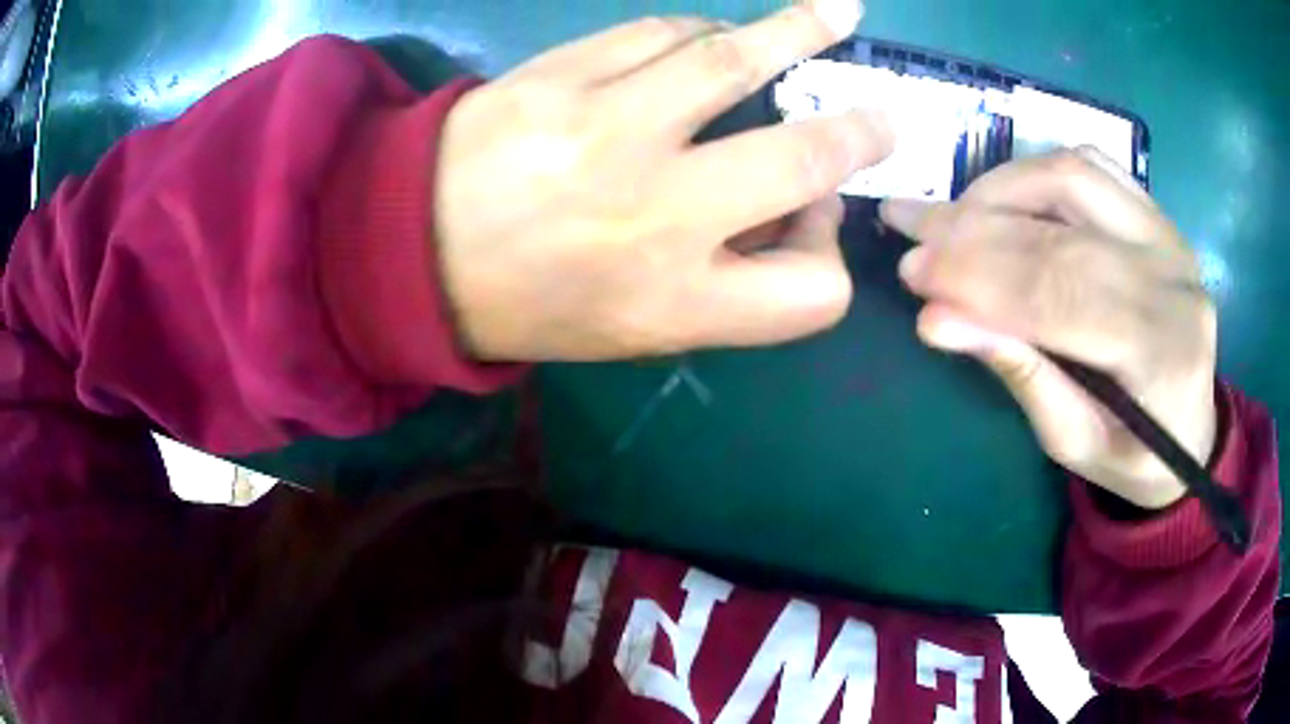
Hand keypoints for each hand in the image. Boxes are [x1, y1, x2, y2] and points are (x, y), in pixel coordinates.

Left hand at [435, 1, 892, 360]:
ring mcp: (608, 129)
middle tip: (880, 117)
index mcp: (675, 302)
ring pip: (737, 60)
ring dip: (800, 32)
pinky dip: (702, 32)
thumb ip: (723, 285)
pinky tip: (713, 36)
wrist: (405, 252)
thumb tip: (787, 210)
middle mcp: (658, 215)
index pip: (813, 291)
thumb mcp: (631, 331)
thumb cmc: (525, 302)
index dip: (826, 257)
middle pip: (807, 161)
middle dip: (860, 134)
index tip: (809, 224)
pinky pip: (662, 33)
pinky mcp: (560, 75)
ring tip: (836, 13)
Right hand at [880, 148, 1216, 509]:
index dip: (983, 279)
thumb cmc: (1133, 455)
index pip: (1063, 294)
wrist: (1190, 432)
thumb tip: (938, 321)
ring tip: (950, 216)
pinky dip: (1034, 171)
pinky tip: (999, 197)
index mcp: (1163, 354)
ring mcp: (1168, 234)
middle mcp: (1173, 278)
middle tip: (912, 234)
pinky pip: (1090, 165)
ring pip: (1073, 176)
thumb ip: (1019, 374)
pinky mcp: (1157, 213)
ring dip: (1000, 189)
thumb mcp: (1073, 442)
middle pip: (1063, 232)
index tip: (914, 273)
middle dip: (976, 230)